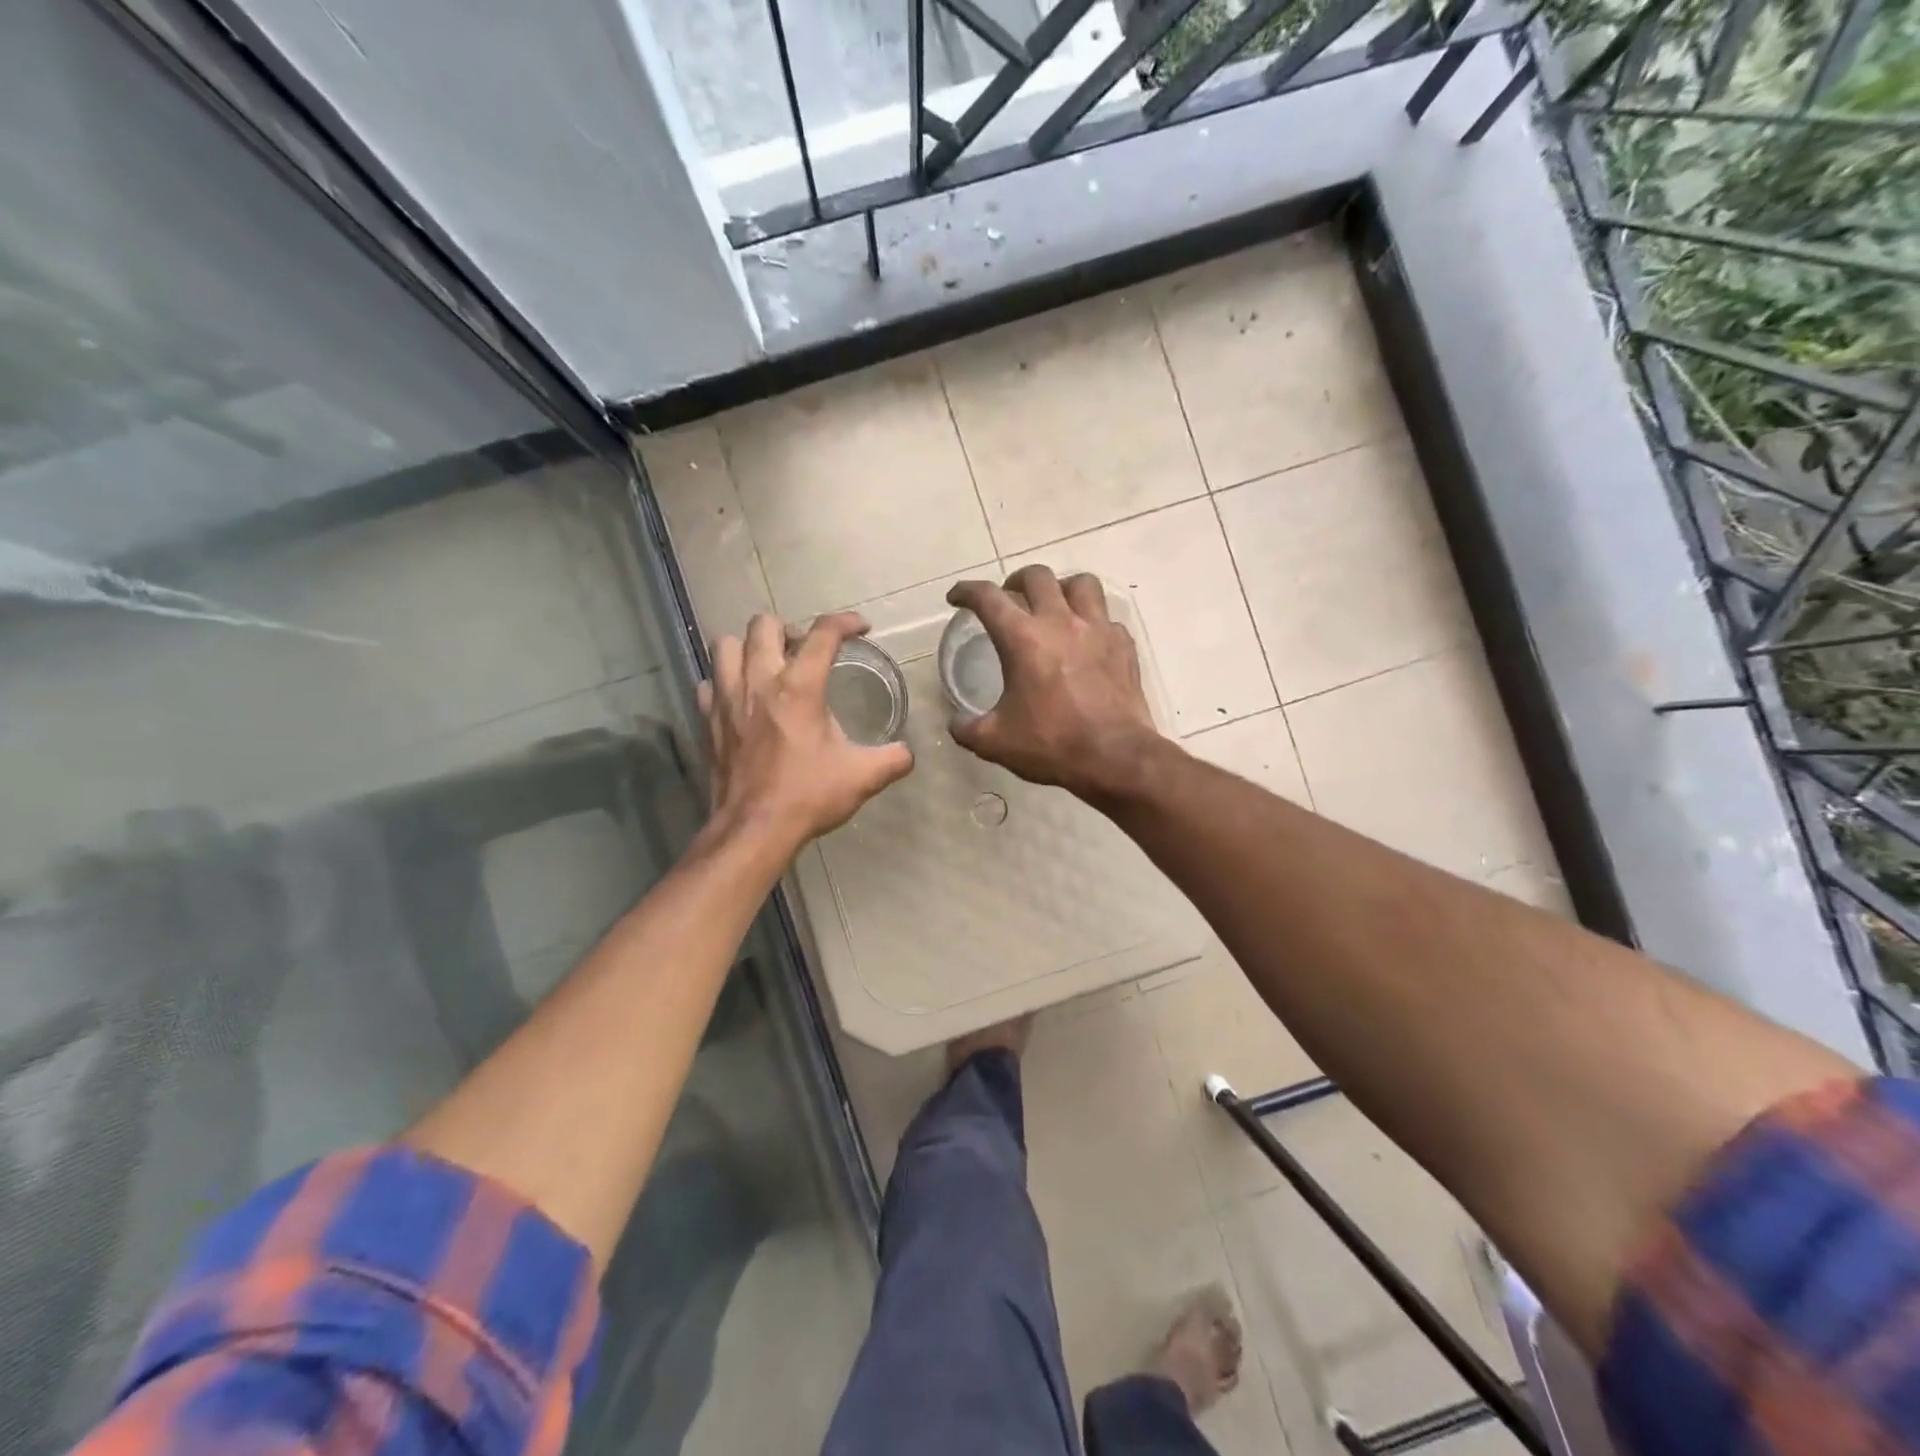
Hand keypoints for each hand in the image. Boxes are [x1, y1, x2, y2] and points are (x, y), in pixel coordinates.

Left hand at [699, 612, 913, 853]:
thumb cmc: (808, 796)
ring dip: (749, 647)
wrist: (754, 829)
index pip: (823, 633)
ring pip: (728, 645)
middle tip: (805, 652)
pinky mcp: (708, 719)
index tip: (861, 628)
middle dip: (789, 630)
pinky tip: (740, 698)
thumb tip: (908, 753)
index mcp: (800, 687)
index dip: (846, 622)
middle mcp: (760, 681)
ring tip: (768, 666)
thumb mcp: (862, 777)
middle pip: (764, 625)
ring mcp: (727, 699)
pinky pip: (709, 682)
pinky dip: (723, 682)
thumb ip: (893, 759)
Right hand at [946, 566, 1163, 802]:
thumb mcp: (995, 742)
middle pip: (1037, 576)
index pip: (987, 598)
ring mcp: (1097, 629)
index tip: (957, 598)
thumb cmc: (1052, 745)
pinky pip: (1106, 617)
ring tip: (1053, 606)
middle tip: (1008, 599)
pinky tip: (1085, 640)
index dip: (966, 591)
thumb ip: (967, 729)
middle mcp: (1060, 622)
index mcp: (1023, 639)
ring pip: (1080, 583)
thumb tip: (956, 723)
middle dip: (1015, 581)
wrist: (1115, 758)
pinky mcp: (1122, 644)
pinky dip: (1091, 621)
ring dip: (1061, 588)